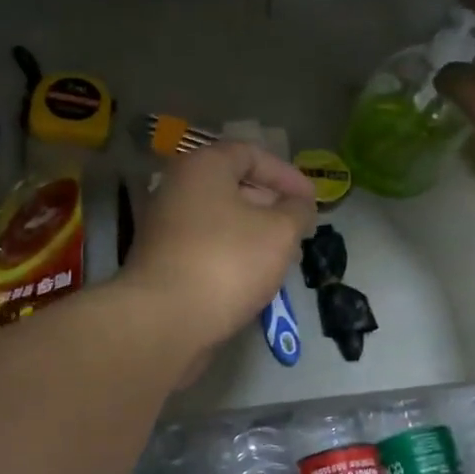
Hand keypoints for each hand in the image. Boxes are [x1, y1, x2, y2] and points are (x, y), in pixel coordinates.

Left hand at [120, 142, 317, 352]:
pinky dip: (232, 253)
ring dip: (254, 232)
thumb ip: (297, 210)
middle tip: (299, 228)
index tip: (311, 200)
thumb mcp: (279, 232)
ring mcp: (164, 226)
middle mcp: (176, 189)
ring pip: (219, 219)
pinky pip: (206, 245)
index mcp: (201, 167)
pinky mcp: (162, 261)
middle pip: (231, 185)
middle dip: (271, 205)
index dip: (286, 174)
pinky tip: (254, 277)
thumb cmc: (227, 262)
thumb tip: (299, 204)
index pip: (249, 153)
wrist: (165, 320)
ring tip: (284, 256)